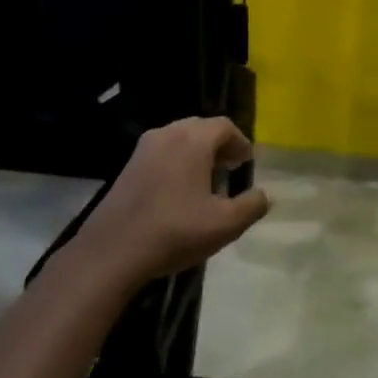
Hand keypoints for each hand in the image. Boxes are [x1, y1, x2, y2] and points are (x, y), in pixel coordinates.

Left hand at [70, 117, 269, 289]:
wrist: (113, 251)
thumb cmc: (175, 231)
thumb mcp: (225, 224)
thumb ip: (252, 206)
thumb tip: (265, 195)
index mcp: (193, 140)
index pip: (223, 126)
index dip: (240, 142)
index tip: (246, 162)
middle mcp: (167, 134)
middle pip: (200, 128)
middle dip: (219, 144)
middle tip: (230, 166)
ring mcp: (143, 149)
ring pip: (178, 139)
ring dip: (197, 153)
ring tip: (207, 180)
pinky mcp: (127, 167)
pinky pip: (161, 153)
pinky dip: (176, 161)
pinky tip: (179, 191)